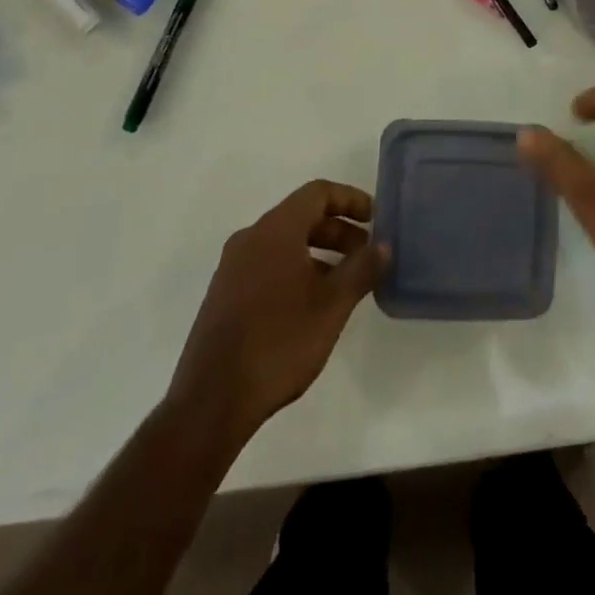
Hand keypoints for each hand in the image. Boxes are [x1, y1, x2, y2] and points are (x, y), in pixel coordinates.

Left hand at [167, 180, 387, 444]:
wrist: (211, 401)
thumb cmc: (278, 343)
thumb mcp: (332, 306)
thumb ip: (361, 269)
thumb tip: (383, 246)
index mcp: (276, 230)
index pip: (318, 193)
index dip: (351, 199)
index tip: (376, 219)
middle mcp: (250, 238)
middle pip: (302, 216)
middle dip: (338, 230)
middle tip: (366, 254)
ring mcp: (233, 267)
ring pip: (285, 242)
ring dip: (319, 252)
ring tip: (345, 282)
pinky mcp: (224, 295)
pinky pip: (268, 264)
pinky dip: (296, 269)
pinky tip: (312, 304)